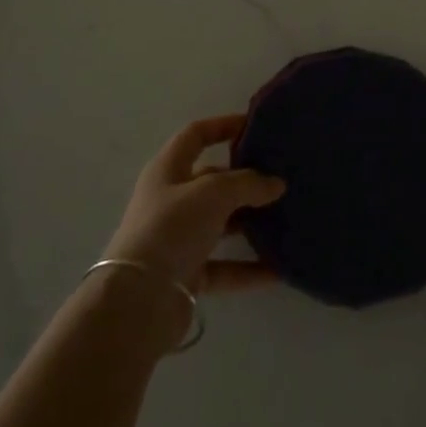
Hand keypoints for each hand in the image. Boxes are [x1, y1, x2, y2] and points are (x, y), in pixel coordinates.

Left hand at [102, 115, 286, 295]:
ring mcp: (178, 239)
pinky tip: (279, 269)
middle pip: (212, 181)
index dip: (223, 125)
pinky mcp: (186, 275)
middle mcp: (170, 201)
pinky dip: (249, 267)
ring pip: (221, 224)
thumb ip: (248, 183)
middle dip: (245, 179)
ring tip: (287, 218)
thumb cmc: (172, 228)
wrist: (138, 301)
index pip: (196, 135)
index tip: (255, 126)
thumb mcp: (213, 193)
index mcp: (167, 170)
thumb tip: (276, 183)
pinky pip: (225, 266)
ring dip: (250, 223)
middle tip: (281, 177)